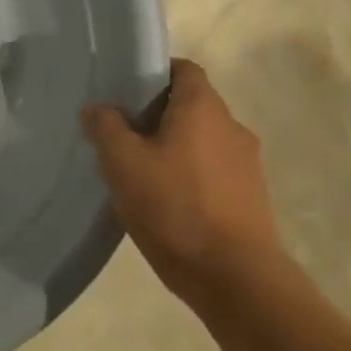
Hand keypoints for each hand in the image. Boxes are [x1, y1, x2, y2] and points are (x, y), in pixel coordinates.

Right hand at [83, 58, 282, 302]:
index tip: (125, 94)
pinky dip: (192, 177)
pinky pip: (214, 172)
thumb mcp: (123, 164)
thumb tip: (97, 108)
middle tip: (124, 138)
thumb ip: (106, 127)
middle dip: (157, 116)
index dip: (154, 74)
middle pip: (191, 105)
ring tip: (142, 176)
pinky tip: (168, 205)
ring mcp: (247, 165)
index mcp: (203, 107)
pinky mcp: (253, 199)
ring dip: (175, 150)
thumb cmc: (176, 208)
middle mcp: (232, 127)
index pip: (183, 69)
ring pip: (202, 141)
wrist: (238, 281)